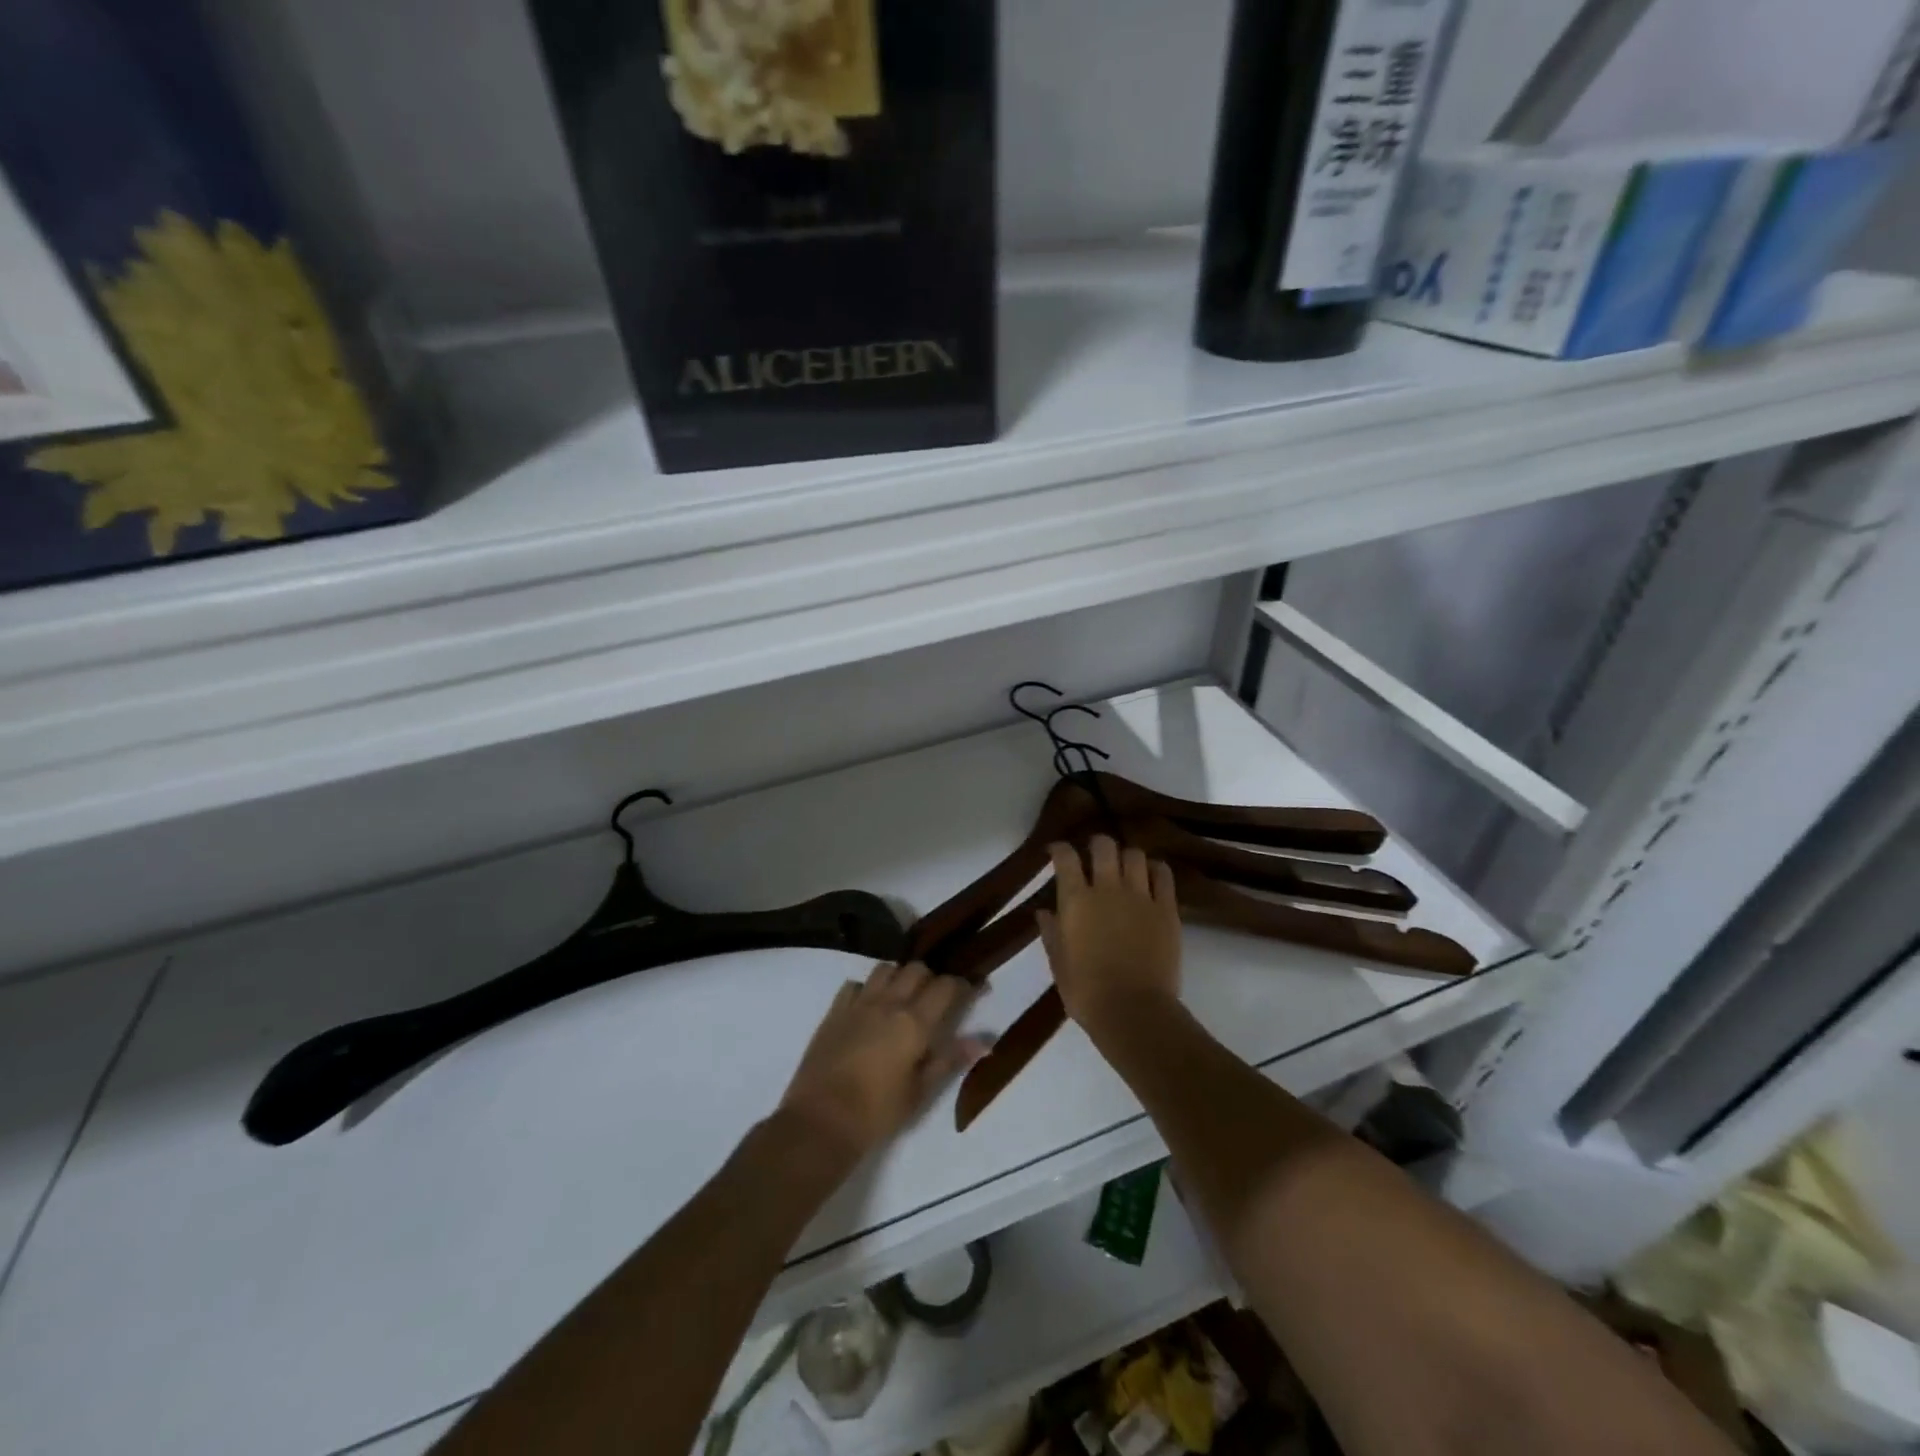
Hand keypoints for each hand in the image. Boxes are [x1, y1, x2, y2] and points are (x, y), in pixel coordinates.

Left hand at [778, 962, 986, 1158]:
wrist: (820, 1122)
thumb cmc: (877, 1113)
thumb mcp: (920, 1091)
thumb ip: (950, 1059)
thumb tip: (984, 1042)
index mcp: (914, 1022)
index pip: (946, 986)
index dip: (964, 985)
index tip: (974, 990)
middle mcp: (889, 1003)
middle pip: (916, 969)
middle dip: (931, 977)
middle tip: (937, 998)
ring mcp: (858, 1003)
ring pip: (886, 968)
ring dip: (899, 976)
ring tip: (903, 997)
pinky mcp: (834, 1011)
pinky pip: (855, 985)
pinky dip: (867, 988)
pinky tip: (869, 1006)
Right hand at [1037, 835, 1181, 1032]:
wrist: (1133, 1011)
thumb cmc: (1086, 991)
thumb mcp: (1058, 963)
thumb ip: (1051, 932)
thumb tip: (1044, 911)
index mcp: (1076, 900)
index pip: (1065, 857)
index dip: (1059, 849)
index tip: (1056, 851)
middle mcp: (1107, 888)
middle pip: (1104, 845)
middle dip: (1097, 845)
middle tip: (1094, 856)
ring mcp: (1140, 896)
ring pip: (1135, 855)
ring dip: (1127, 857)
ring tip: (1125, 868)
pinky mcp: (1166, 909)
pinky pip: (1164, 875)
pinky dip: (1156, 870)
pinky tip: (1151, 876)